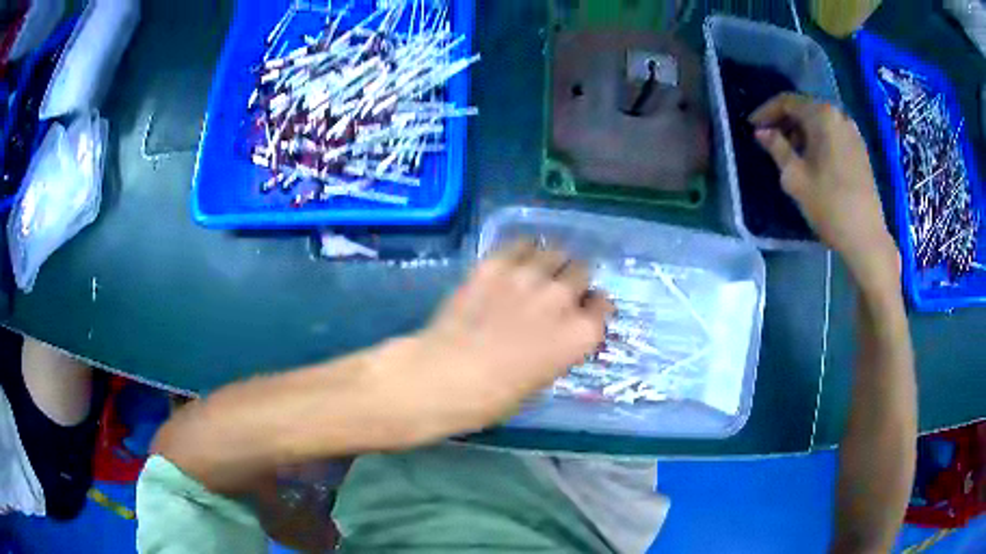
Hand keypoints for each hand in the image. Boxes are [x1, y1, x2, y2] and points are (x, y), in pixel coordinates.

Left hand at [368, 241, 612, 442]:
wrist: (444, 376)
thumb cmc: (494, 396)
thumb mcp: (541, 378)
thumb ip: (558, 347)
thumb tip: (555, 332)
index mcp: (580, 334)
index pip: (603, 305)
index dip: (593, 306)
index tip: (584, 309)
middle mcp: (562, 298)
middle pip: (582, 271)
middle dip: (573, 281)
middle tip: (558, 291)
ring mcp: (529, 276)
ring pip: (554, 252)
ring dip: (551, 262)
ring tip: (538, 271)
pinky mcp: (495, 264)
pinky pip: (520, 244)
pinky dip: (523, 251)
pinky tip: (515, 261)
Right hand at [750, 93, 899, 287]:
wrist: (866, 237)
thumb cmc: (829, 205)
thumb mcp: (794, 177)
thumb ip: (776, 148)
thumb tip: (761, 132)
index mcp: (822, 115)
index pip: (787, 101)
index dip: (766, 111)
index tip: (752, 126)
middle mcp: (839, 115)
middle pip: (805, 108)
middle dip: (784, 121)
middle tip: (769, 140)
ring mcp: (853, 132)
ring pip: (820, 122)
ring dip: (801, 132)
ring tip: (790, 152)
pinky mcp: (860, 150)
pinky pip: (833, 134)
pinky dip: (818, 140)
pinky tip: (812, 160)